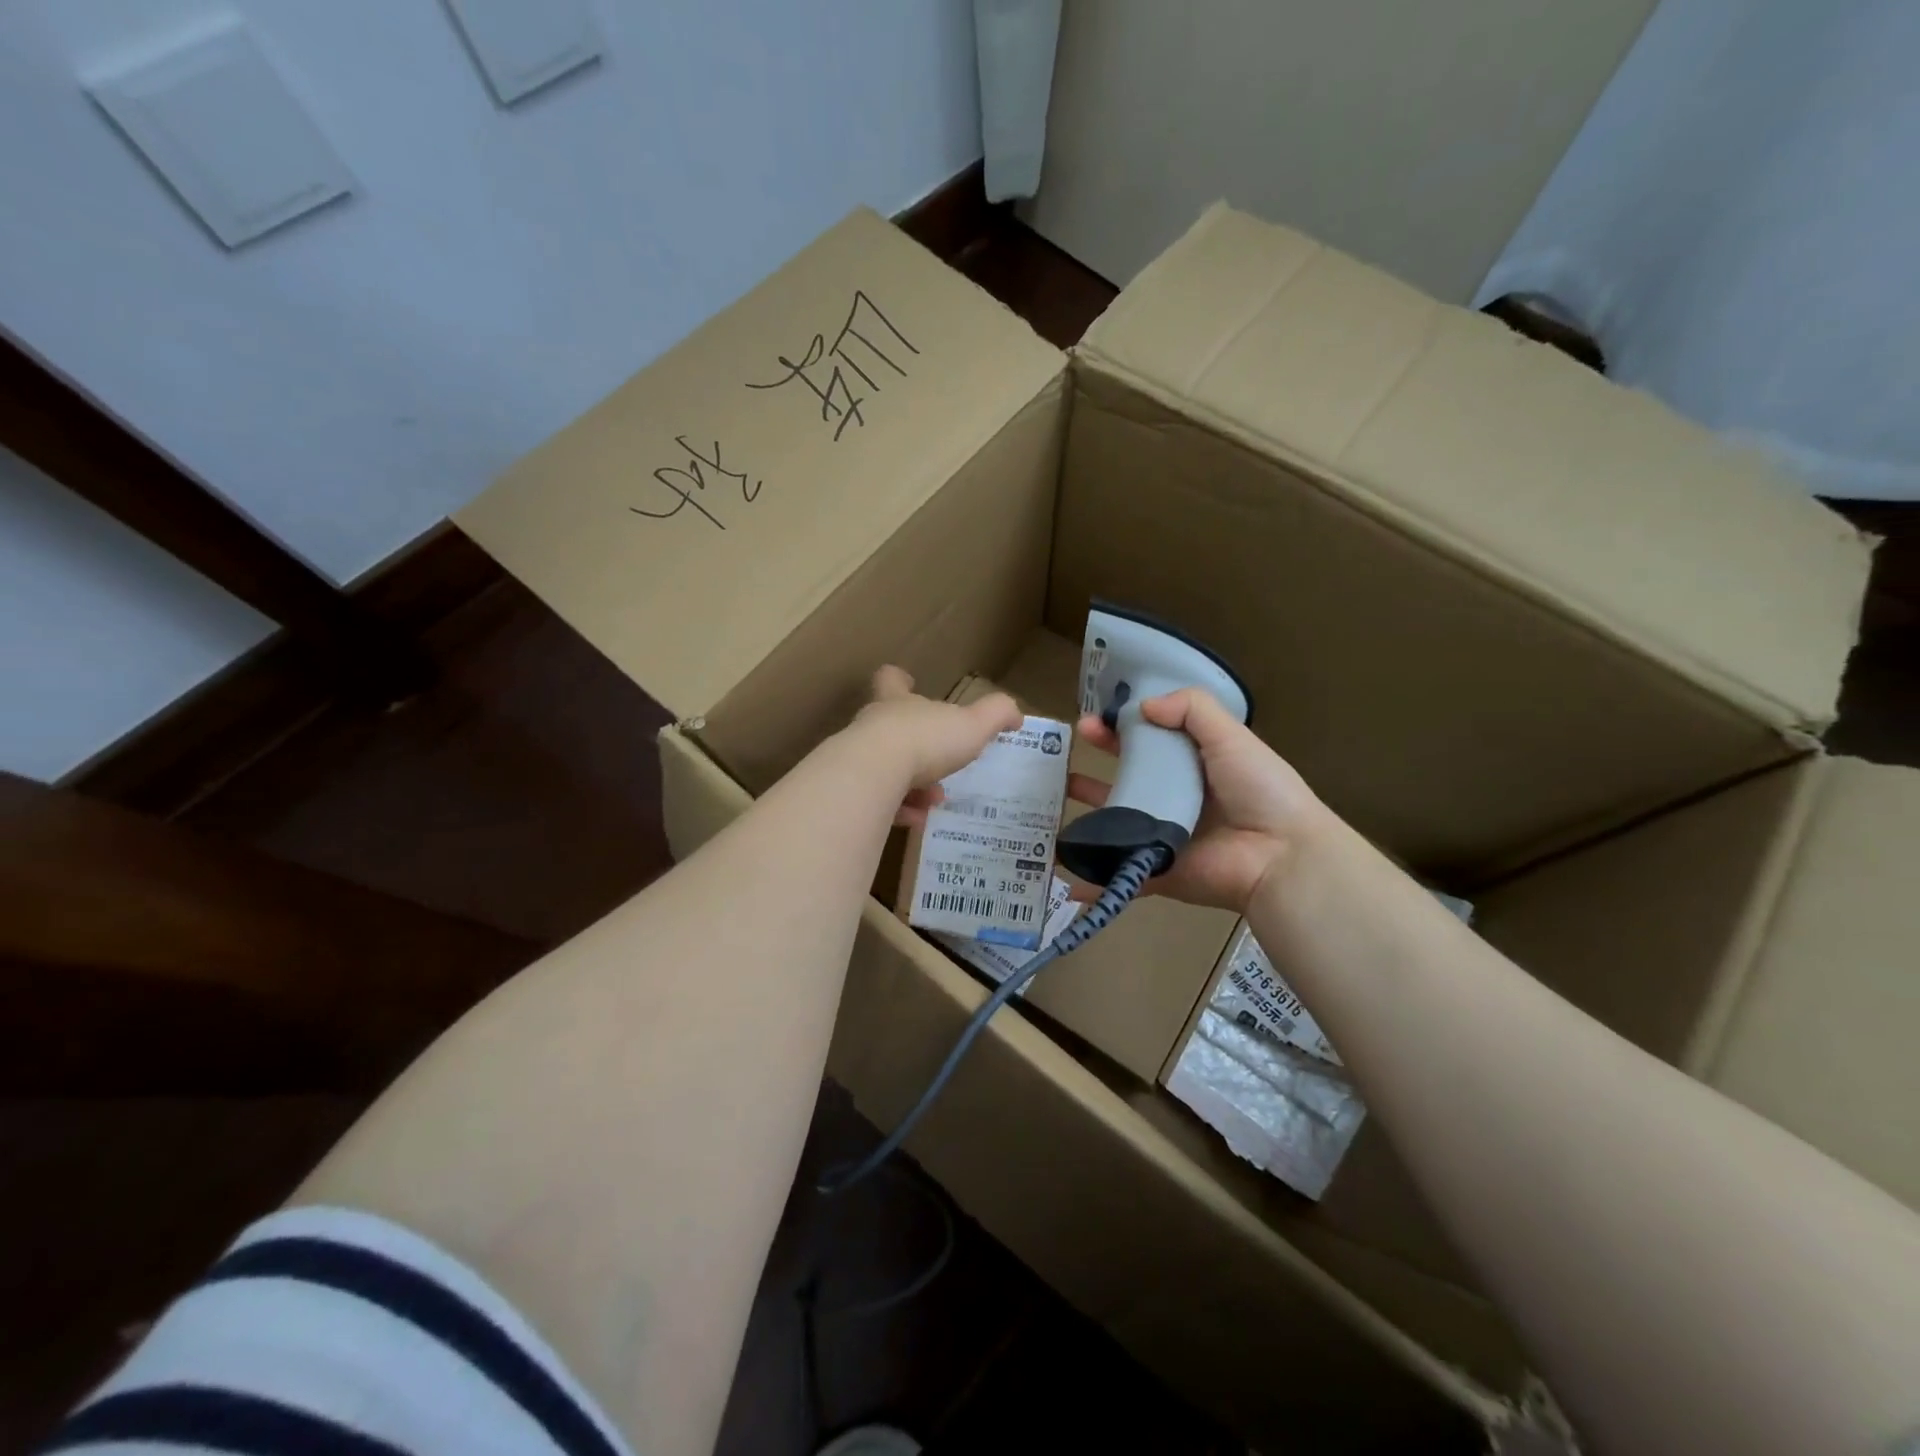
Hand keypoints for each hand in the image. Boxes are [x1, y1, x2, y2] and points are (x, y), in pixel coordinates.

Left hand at [851, 666, 1021, 826]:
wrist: (874, 774)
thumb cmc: (925, 739)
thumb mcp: (973, 724)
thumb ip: (996, 715)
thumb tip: (1015, 714)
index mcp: (898, 702)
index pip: (892, 680)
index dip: (899, 680)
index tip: (907, 681)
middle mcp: (872, 725)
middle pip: (888, 728)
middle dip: (915, 747)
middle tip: (939, 765)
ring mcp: (856, 757)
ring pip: (883, 768)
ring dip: (910, 785)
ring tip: (933, 802)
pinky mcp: (851, 789)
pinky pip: (875, 800)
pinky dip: (896, 810)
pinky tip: (916, 820)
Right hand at [1071, 688, 1329, 912]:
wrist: (1280, 856)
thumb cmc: (1259, 790)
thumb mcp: (1231, 736)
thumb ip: (1192, 709)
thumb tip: (1142, 705)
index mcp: (1195, 765)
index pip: (1150, 741)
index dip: (1121, 728)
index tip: (1093, 718)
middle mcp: (1175, 798)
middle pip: (1127, 777)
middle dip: (1096, 762)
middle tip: (1066, 745)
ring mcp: (1161, 836)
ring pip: (1115, 821)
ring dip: (1085, 811)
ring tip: (1052, 795)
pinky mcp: (1154, 869)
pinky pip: (1117, 871)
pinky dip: (1090, 877)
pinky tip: (1061, 870)